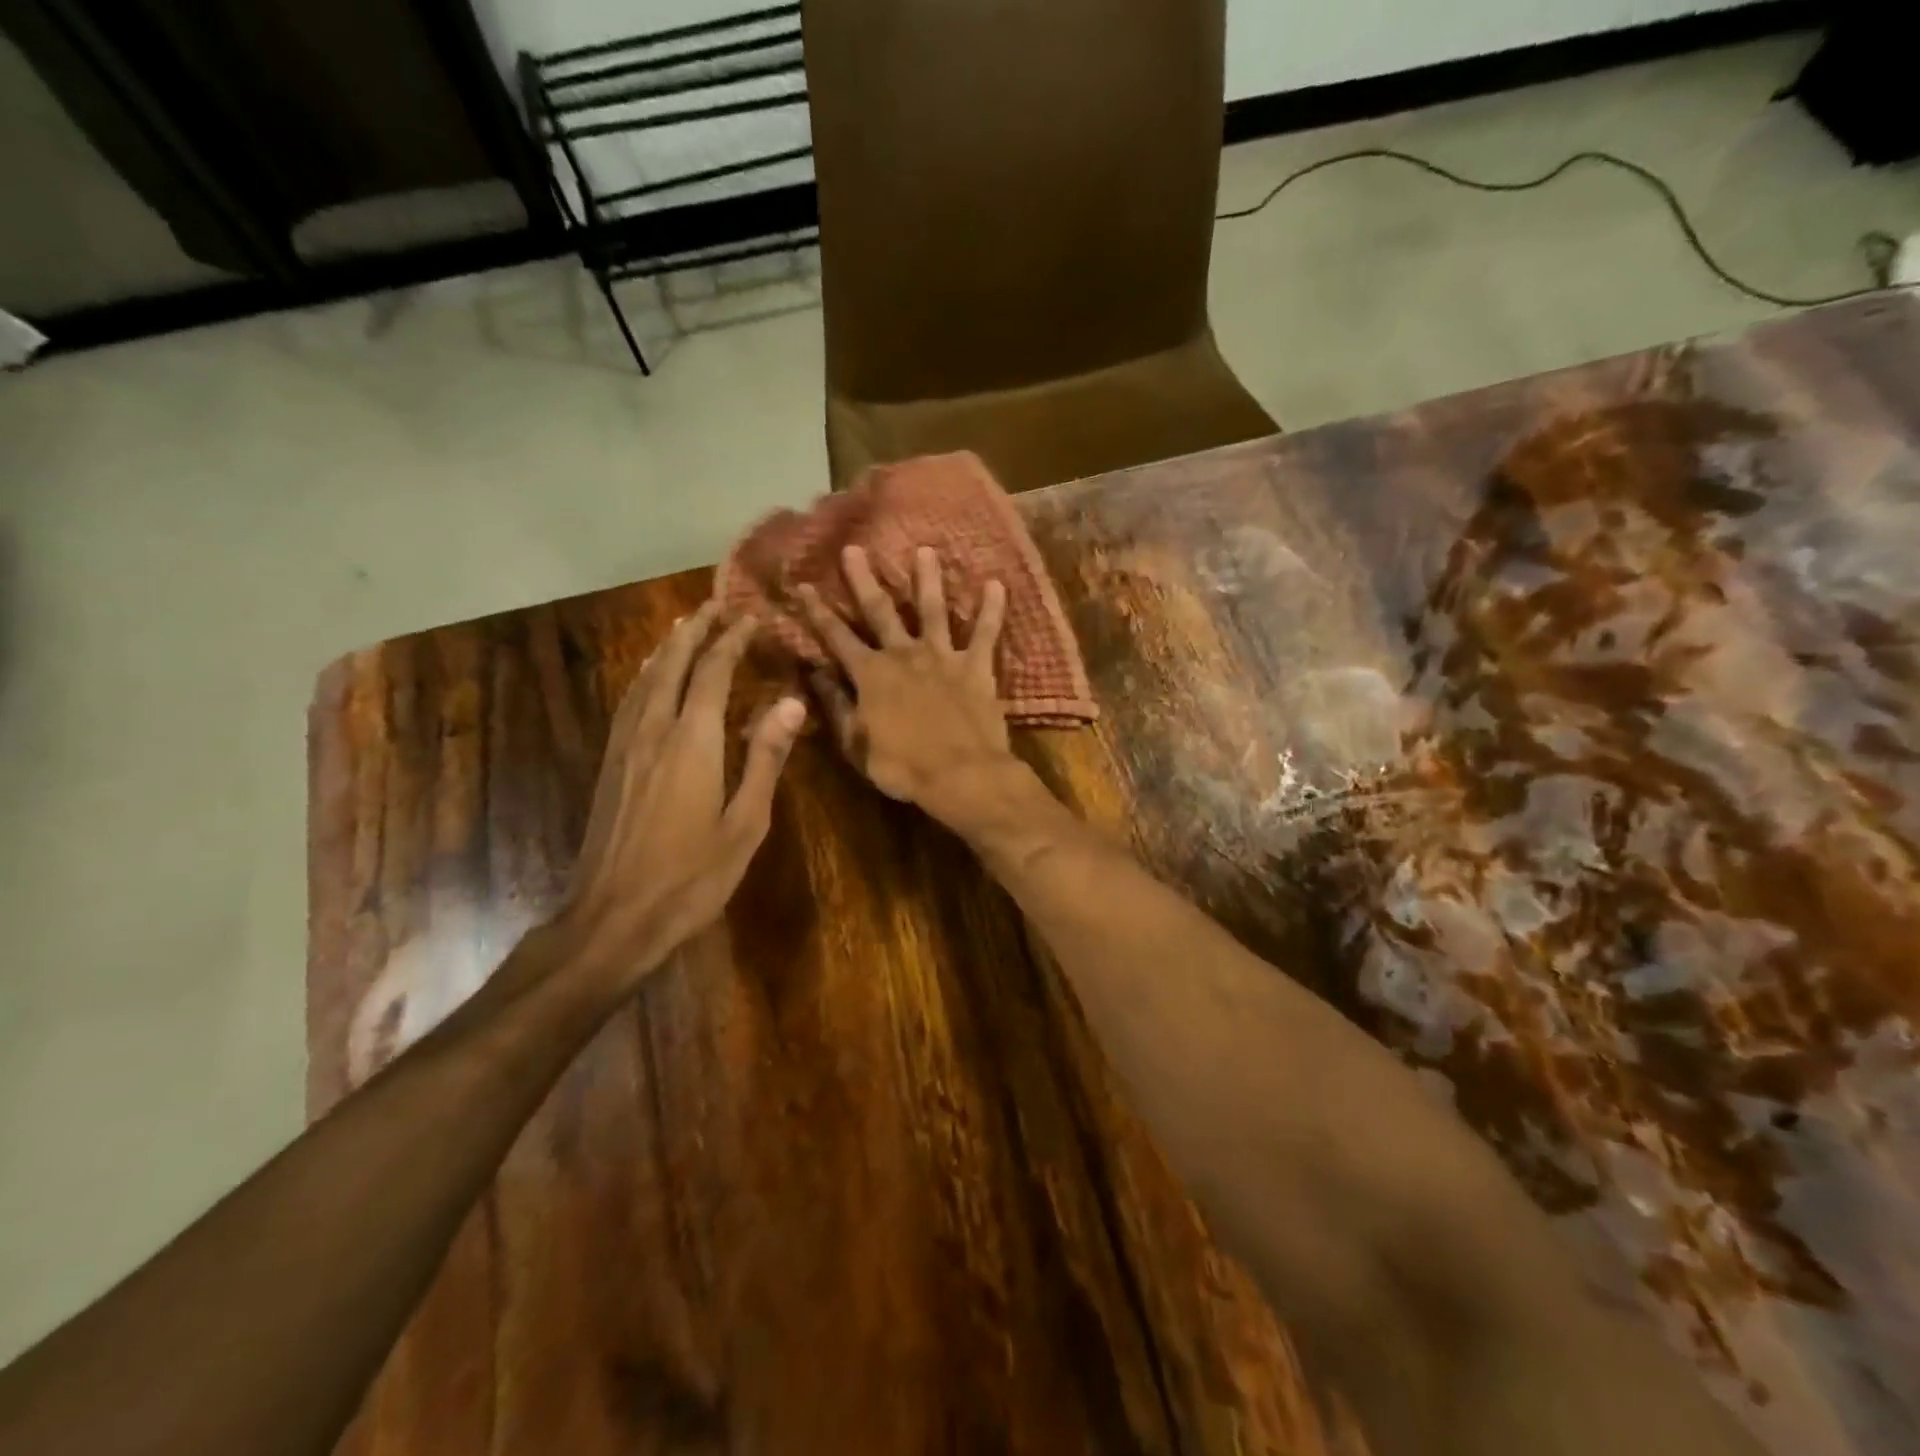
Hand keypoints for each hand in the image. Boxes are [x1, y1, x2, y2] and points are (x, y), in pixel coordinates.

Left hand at [561, 603, 805, 988]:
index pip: (714, 673)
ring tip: (682, 628)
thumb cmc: (692, 877)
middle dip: (695, 632)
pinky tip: (649, 681)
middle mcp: (654, 731)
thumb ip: (766, 759)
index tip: (750, 618)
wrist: (612, 919)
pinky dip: (644, 678)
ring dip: (667, 650)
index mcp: (693, 742)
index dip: (732, 641)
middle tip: (713, 606)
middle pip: (673, 666)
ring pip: (645, 681)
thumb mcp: (745, 823)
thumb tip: (792, 703)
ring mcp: (625, 748)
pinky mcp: (609, 766)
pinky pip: (628, 704)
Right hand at [800, 544, 1013, 823]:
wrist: (961, 775)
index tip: (804, 585)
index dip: (818, 612)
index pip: (837, 637)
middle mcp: (904, 655)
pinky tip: (997, 583)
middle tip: (855, 549)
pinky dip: (992, 609)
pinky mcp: (976, 667)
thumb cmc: (903, 767)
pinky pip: (985, 633)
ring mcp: (942, 657)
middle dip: (864, 580)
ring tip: (925, 550)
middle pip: (880, 611)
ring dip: (927, 579)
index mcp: (871, 675)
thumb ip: (836, 706)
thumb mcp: (856, 744)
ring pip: (933, 609)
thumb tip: (816, 674)